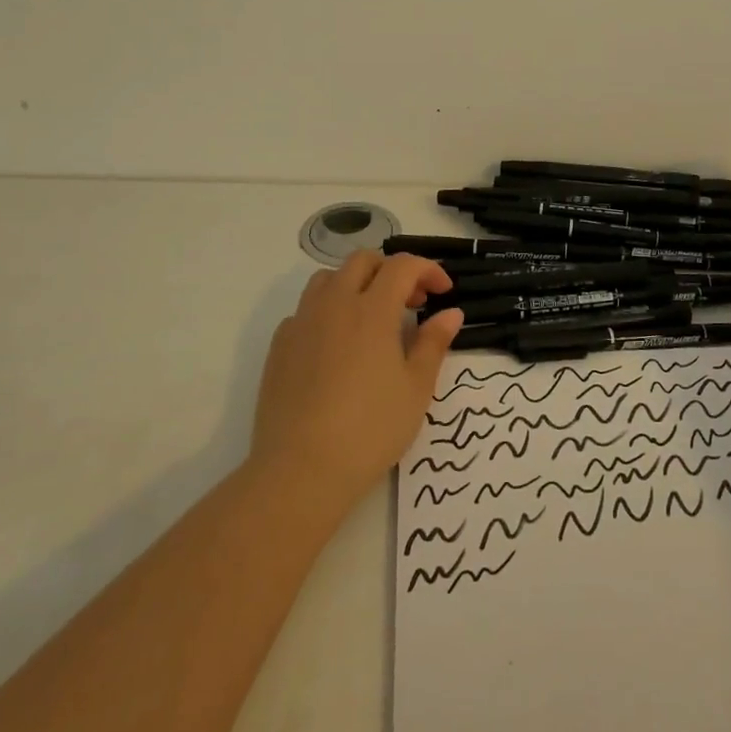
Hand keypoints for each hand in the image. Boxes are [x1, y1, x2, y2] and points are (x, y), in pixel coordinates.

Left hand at [251, 252, 463, 512]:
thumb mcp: (416, 388)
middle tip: (412, 302)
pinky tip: (339, 345)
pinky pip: (305, 310)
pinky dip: (329, 311)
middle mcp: (334, 305)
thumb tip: (450, 313)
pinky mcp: (279, 346)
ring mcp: (301, 323)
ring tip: (373, 317)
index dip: (428, 270)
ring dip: (356, 284)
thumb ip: (433, 343)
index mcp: (372, 310)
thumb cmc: (370, 430)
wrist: (300, 470)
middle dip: (391, 270)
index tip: (443, 292)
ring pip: (328, 278)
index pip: (402, 266)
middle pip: (362, 261)